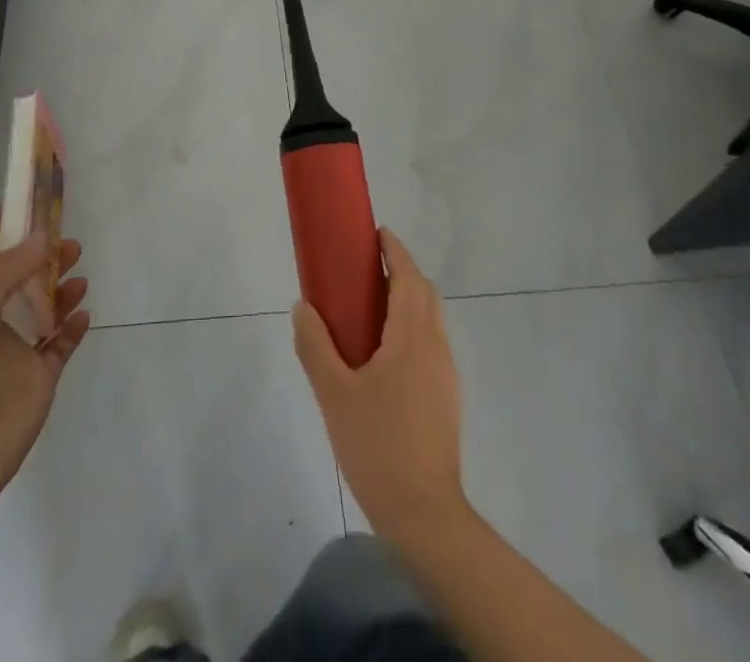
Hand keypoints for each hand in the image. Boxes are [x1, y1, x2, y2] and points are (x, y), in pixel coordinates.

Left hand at [0, 216, 91, 514]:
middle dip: (42, 253)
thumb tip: (44, 236)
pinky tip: (84, 314)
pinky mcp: (38, 378)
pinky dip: (74, 326)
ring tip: (79, 274)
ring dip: (61, 286)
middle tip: (68, 239)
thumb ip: (7, 273)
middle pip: (19, 274)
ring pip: (44, 305)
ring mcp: (15, 351)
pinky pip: (61, 343)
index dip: (1, 226)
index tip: (30, 201)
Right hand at [293, 229, 468, 545]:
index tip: (377, 233)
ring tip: (370, 308)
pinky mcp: (446, 397)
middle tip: (367, 268)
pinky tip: (383, 355)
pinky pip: (430, 344)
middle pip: (425, 293)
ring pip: (430, 319)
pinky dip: (411, 327)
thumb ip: (315, 346)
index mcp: (411, 338)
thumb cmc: (377, 446)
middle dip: (402, 272)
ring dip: (407, 300)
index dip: (396, 251)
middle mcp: (435, 347)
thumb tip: (303, 306)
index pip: (410, 278)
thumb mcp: (333, 395)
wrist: (424, 515)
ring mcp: (445, 374)